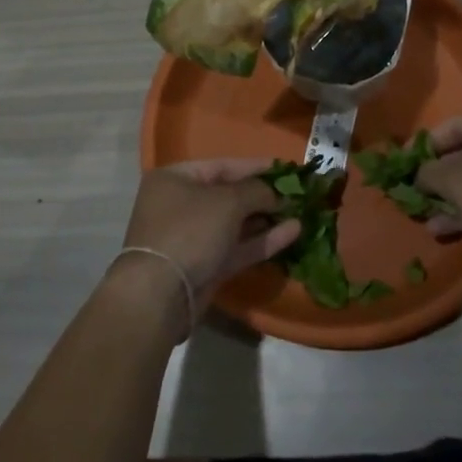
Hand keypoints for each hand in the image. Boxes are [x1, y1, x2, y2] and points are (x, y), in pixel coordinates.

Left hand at [115, 159, 301, 325]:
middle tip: (297, 193)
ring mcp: (192, 238)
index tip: (286, 168)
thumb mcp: (227, 201)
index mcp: (175, 179)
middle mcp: (181, 205)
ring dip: (266, 219)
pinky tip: (293, 233)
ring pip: (235, 224)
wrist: (160, 295)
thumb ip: (256, 191)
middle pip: (229, 195)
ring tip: (300, 212)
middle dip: (263, 195)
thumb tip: (276, 194)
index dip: (255, 166)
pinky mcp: (205, 267)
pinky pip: (237, 247)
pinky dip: (262, 240)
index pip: (222, 166)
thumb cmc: (190, 230)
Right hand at [417, 113, 461, 270]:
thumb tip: (418, 173)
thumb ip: (432, 172)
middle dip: (438, 174)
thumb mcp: (460, 183)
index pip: (457, 125)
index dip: (427, 143)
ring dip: (450, 197)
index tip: (405, 162)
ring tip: (422, 213)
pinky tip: (442, 229)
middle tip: (413, 189)